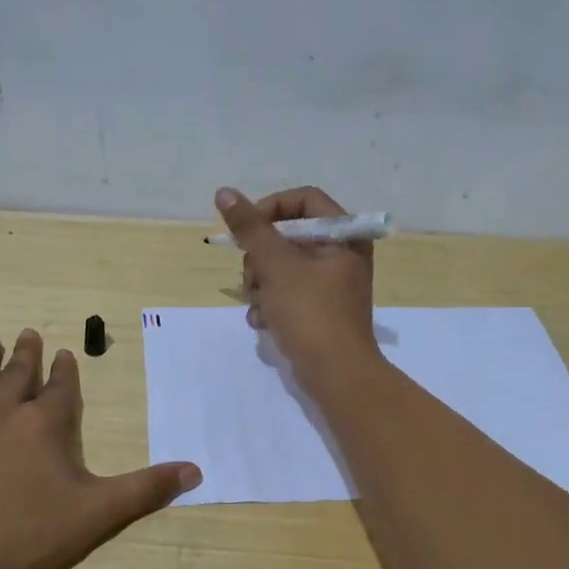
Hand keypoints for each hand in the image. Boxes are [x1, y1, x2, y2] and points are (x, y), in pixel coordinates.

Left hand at [0, 329, 201, 568]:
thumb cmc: (33, 535)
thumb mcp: (100, 512)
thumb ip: (148, 489)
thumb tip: (196, 469)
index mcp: (44, 426)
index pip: (59, 389)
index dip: (65, 371)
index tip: (65, 352)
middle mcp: (3, 417)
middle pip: (17, 378)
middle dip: (26, 355)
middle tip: (28, 333)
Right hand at [215, 186, 376, 378]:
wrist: (337, 376)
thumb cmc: (311, 313)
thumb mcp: (276, 265)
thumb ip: (250, 227)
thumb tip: (224, 192)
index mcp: (344, 235)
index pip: (302, 200)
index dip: (270, 210)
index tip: (247, 233)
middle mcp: (342, 254)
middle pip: (288, 234)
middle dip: (261, 257)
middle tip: (252, 278)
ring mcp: (331, 283)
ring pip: (282, 265)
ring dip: (261, 284)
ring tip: (259, 306)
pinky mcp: (320, 309)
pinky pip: (288, 292)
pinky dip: (271, 303)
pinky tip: (263, 321)